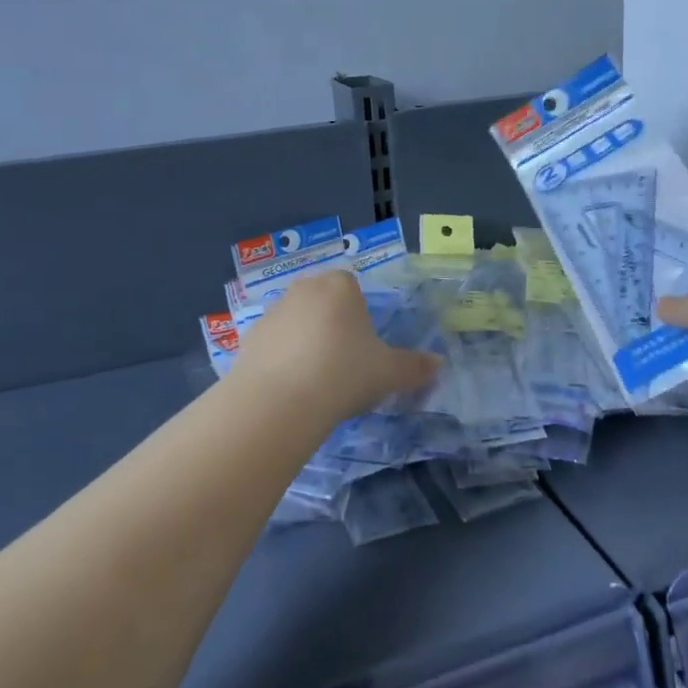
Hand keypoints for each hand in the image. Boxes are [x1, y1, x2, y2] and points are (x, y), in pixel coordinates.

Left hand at [229, 270, 439, 426]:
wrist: (280, 401)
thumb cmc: (344, 373)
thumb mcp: (390, 373)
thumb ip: (415, 367)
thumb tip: (439, 364)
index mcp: (340, 286)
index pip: (353, 288)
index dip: (361, 317)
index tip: (364, 348)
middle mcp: (303, 289)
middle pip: (323, 302)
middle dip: (332, 326)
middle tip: (344, 364)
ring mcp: (271, 313)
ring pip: (296, 324)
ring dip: (305, 343)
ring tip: (316, 382)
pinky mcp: (247, 339)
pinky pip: (273, 346)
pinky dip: (281, 362)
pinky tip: (291, 390)